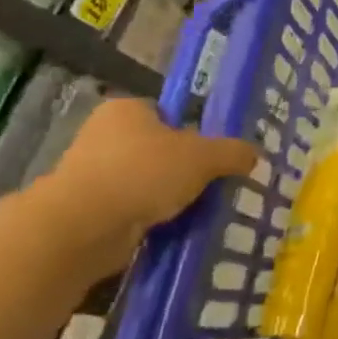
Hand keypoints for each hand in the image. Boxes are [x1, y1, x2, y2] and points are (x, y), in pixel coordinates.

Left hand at [46, 99, 257, 265]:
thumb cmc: (144, 173)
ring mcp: (90, 173)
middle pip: (157, 148)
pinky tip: (171, 228)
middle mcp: (102, 134)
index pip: (166, 113)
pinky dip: (149, 218)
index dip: (192, 132)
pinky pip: (130, 209)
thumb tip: (253, 155)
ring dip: (166, 196)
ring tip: (197, 210)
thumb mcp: (204, 157)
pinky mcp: (85, 209)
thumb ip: (233, 153)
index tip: (212, 155)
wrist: (84, 227)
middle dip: (181, 168)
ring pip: (144, 181)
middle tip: (211, 183)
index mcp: (126, 109)